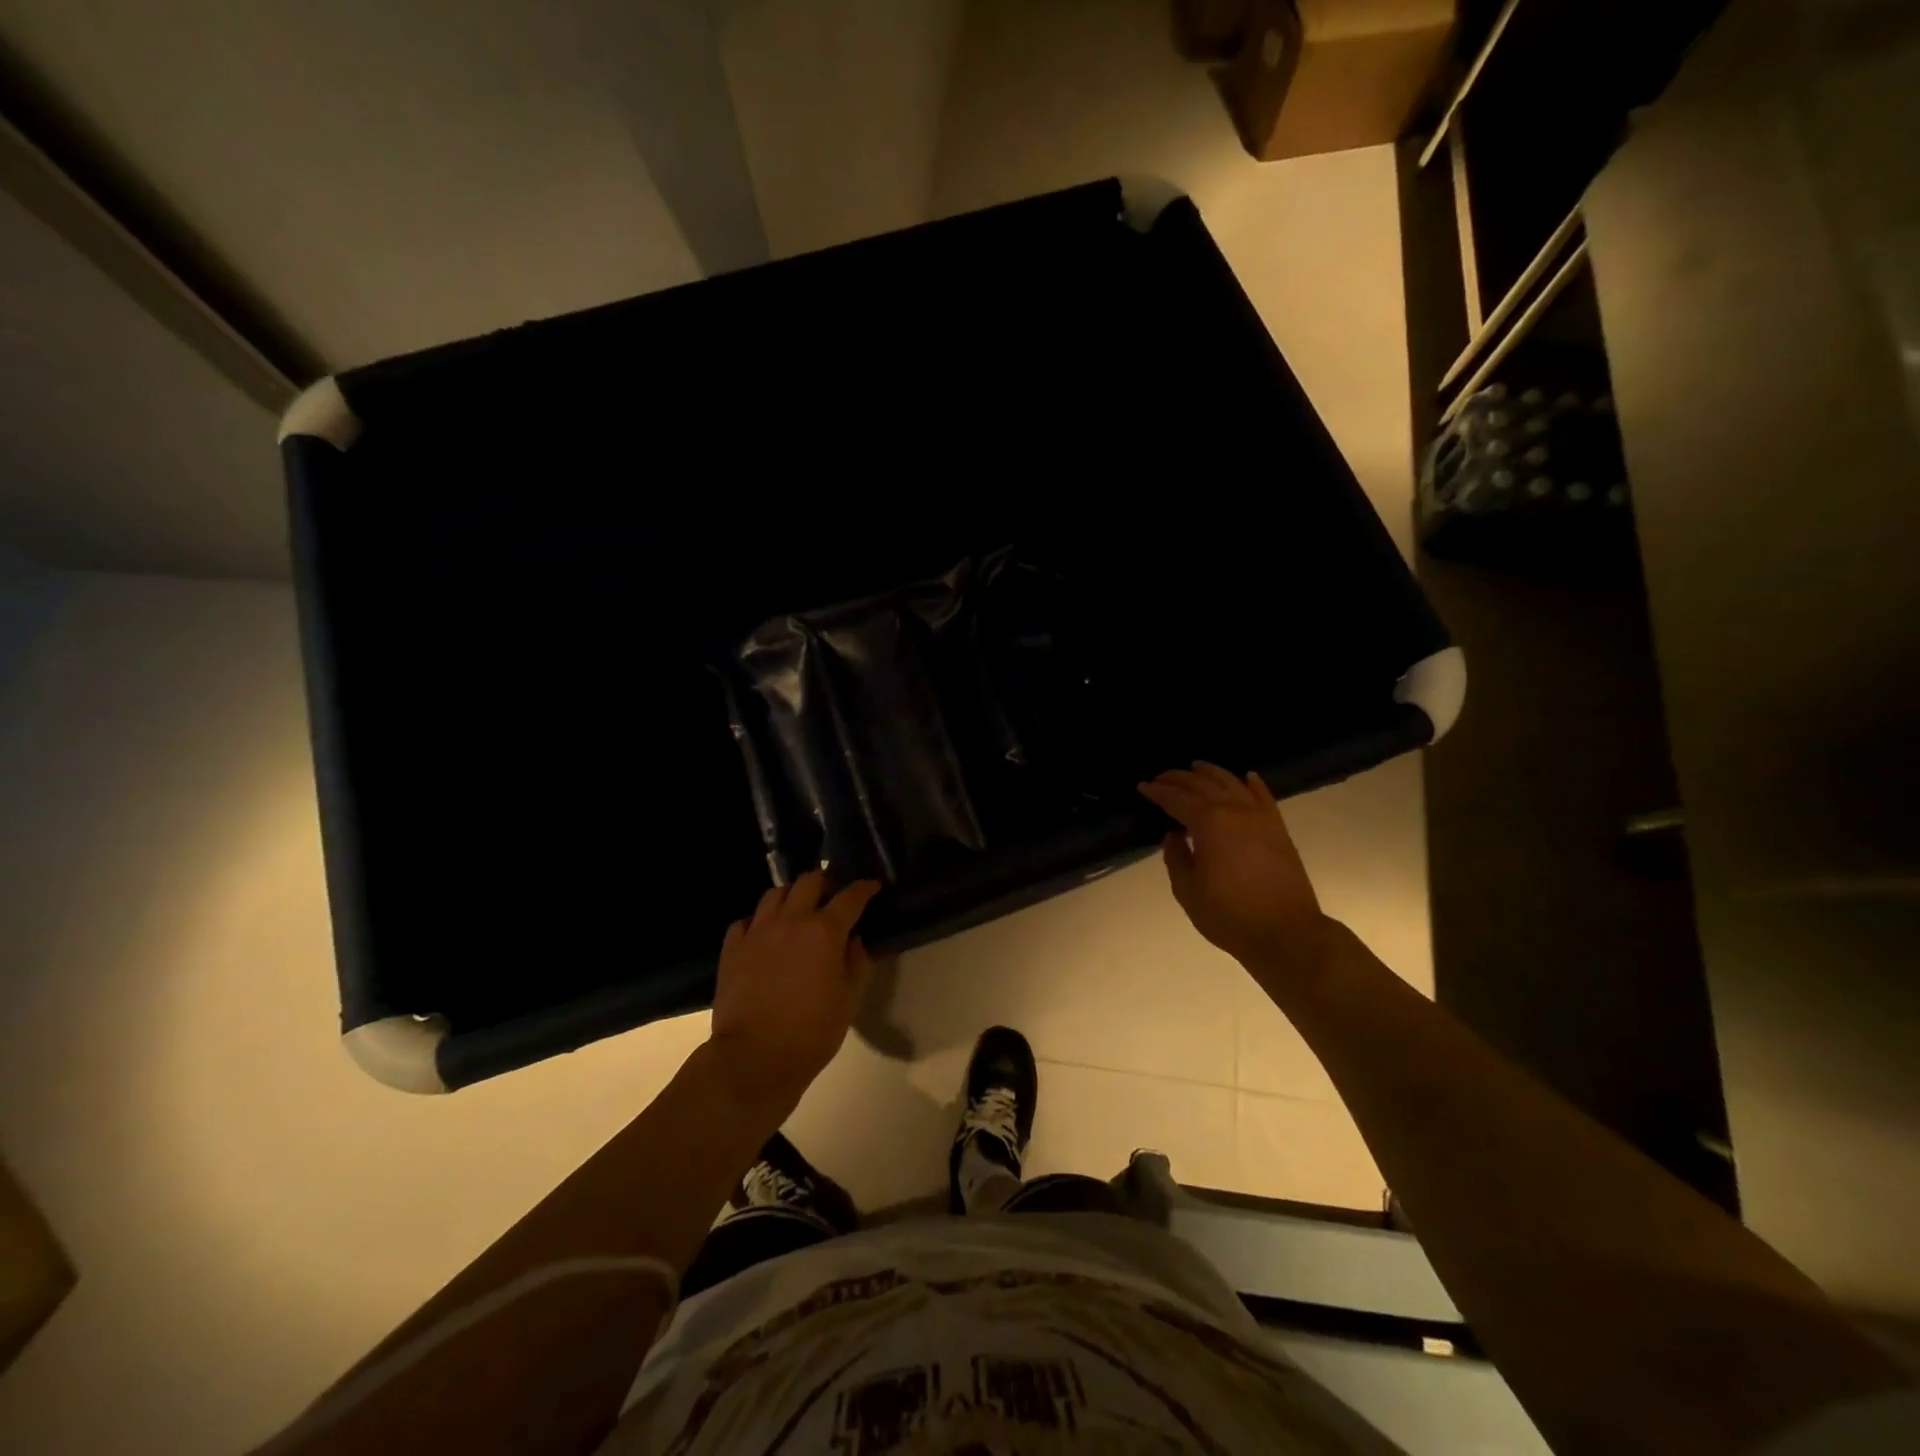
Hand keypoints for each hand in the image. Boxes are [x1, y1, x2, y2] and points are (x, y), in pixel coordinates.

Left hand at [707, 871, 880, 1103]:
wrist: (754, 1058)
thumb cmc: (811, 1033)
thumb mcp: (849, 1001)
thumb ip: (857, 964)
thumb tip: (853, 942)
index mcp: (825, 932)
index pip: (850, 897)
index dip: (864, 888)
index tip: (872, 886)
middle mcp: (791, 921)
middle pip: (809, 882)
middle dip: (826, 883)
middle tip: (833, 896)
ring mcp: (757, 931)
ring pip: (775, 894)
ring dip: (792, 896)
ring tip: (798, 910)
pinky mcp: (732, 948)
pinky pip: (747, 920)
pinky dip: (760, 920)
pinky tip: (765, 934)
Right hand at [1139, 763, 1332, 974]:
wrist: (1285, 932)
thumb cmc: (1229, 914)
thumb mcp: (1187, 890)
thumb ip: (1176, 857)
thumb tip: (1174, 835)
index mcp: (1209, 823)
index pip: (1177, 799)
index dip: (1158, 792)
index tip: (1143, 786)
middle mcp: (1234, 811)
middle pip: (1203, 785)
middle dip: (1180, 778)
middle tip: (1162, 777)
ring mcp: (1260, 818)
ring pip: (1233, 784)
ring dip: (1212, 773)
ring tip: (1196, 767)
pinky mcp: (1278, 830)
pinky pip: (1264, 797)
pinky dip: (1253, 784)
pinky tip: (1247, 776)